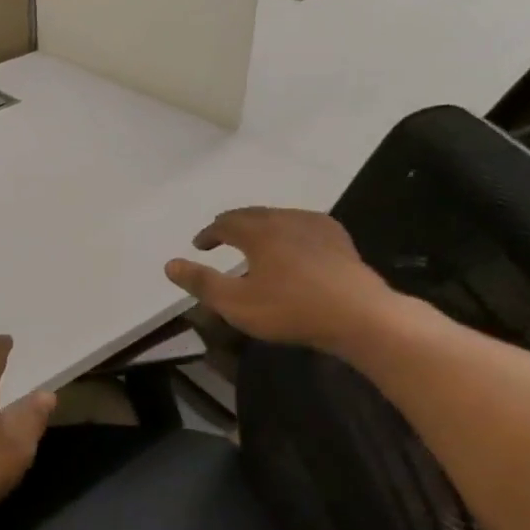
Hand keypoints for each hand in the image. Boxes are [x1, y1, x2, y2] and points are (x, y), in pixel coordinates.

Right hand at [164, 207, 401, 351]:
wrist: (359, 315)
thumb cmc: (290, 309)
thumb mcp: (236, 303)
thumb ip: (201, 283)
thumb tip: (170, 264)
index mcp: (258, 231)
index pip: (225, 223)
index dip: (209, 233)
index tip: (199, 245)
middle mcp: (285, 219)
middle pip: (252, 214)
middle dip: (232, 225)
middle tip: (221, 237)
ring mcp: (316, 226)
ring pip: (278, 218)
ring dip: (260, 227)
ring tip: (254, 243)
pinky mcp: (338, 239)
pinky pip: (303, 226)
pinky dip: (287, 232)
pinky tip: (293, 247)